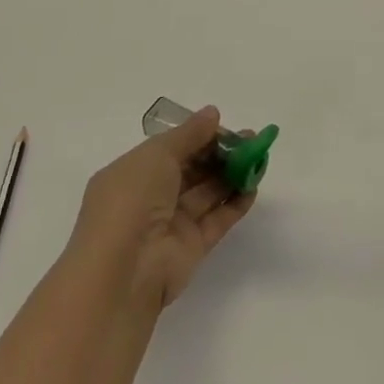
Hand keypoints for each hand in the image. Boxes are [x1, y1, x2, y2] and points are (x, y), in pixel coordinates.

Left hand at [65, 106, 256, 311]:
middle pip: (191, 170)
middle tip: (251, 140)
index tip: (225, 127)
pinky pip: (216, 220)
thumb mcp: (157, 154)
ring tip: (259, 158)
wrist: (124, 271)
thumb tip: (213, 113)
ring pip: (206, 193)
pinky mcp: (191, 249)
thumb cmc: (132, 199)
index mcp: (132, 174)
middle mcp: (150, 198)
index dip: (198, 136)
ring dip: (232, 175)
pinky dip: (235, 203)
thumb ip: (189, 134)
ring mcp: (170, 225)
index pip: (170, 149)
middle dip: (220, 153)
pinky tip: (253, 187)